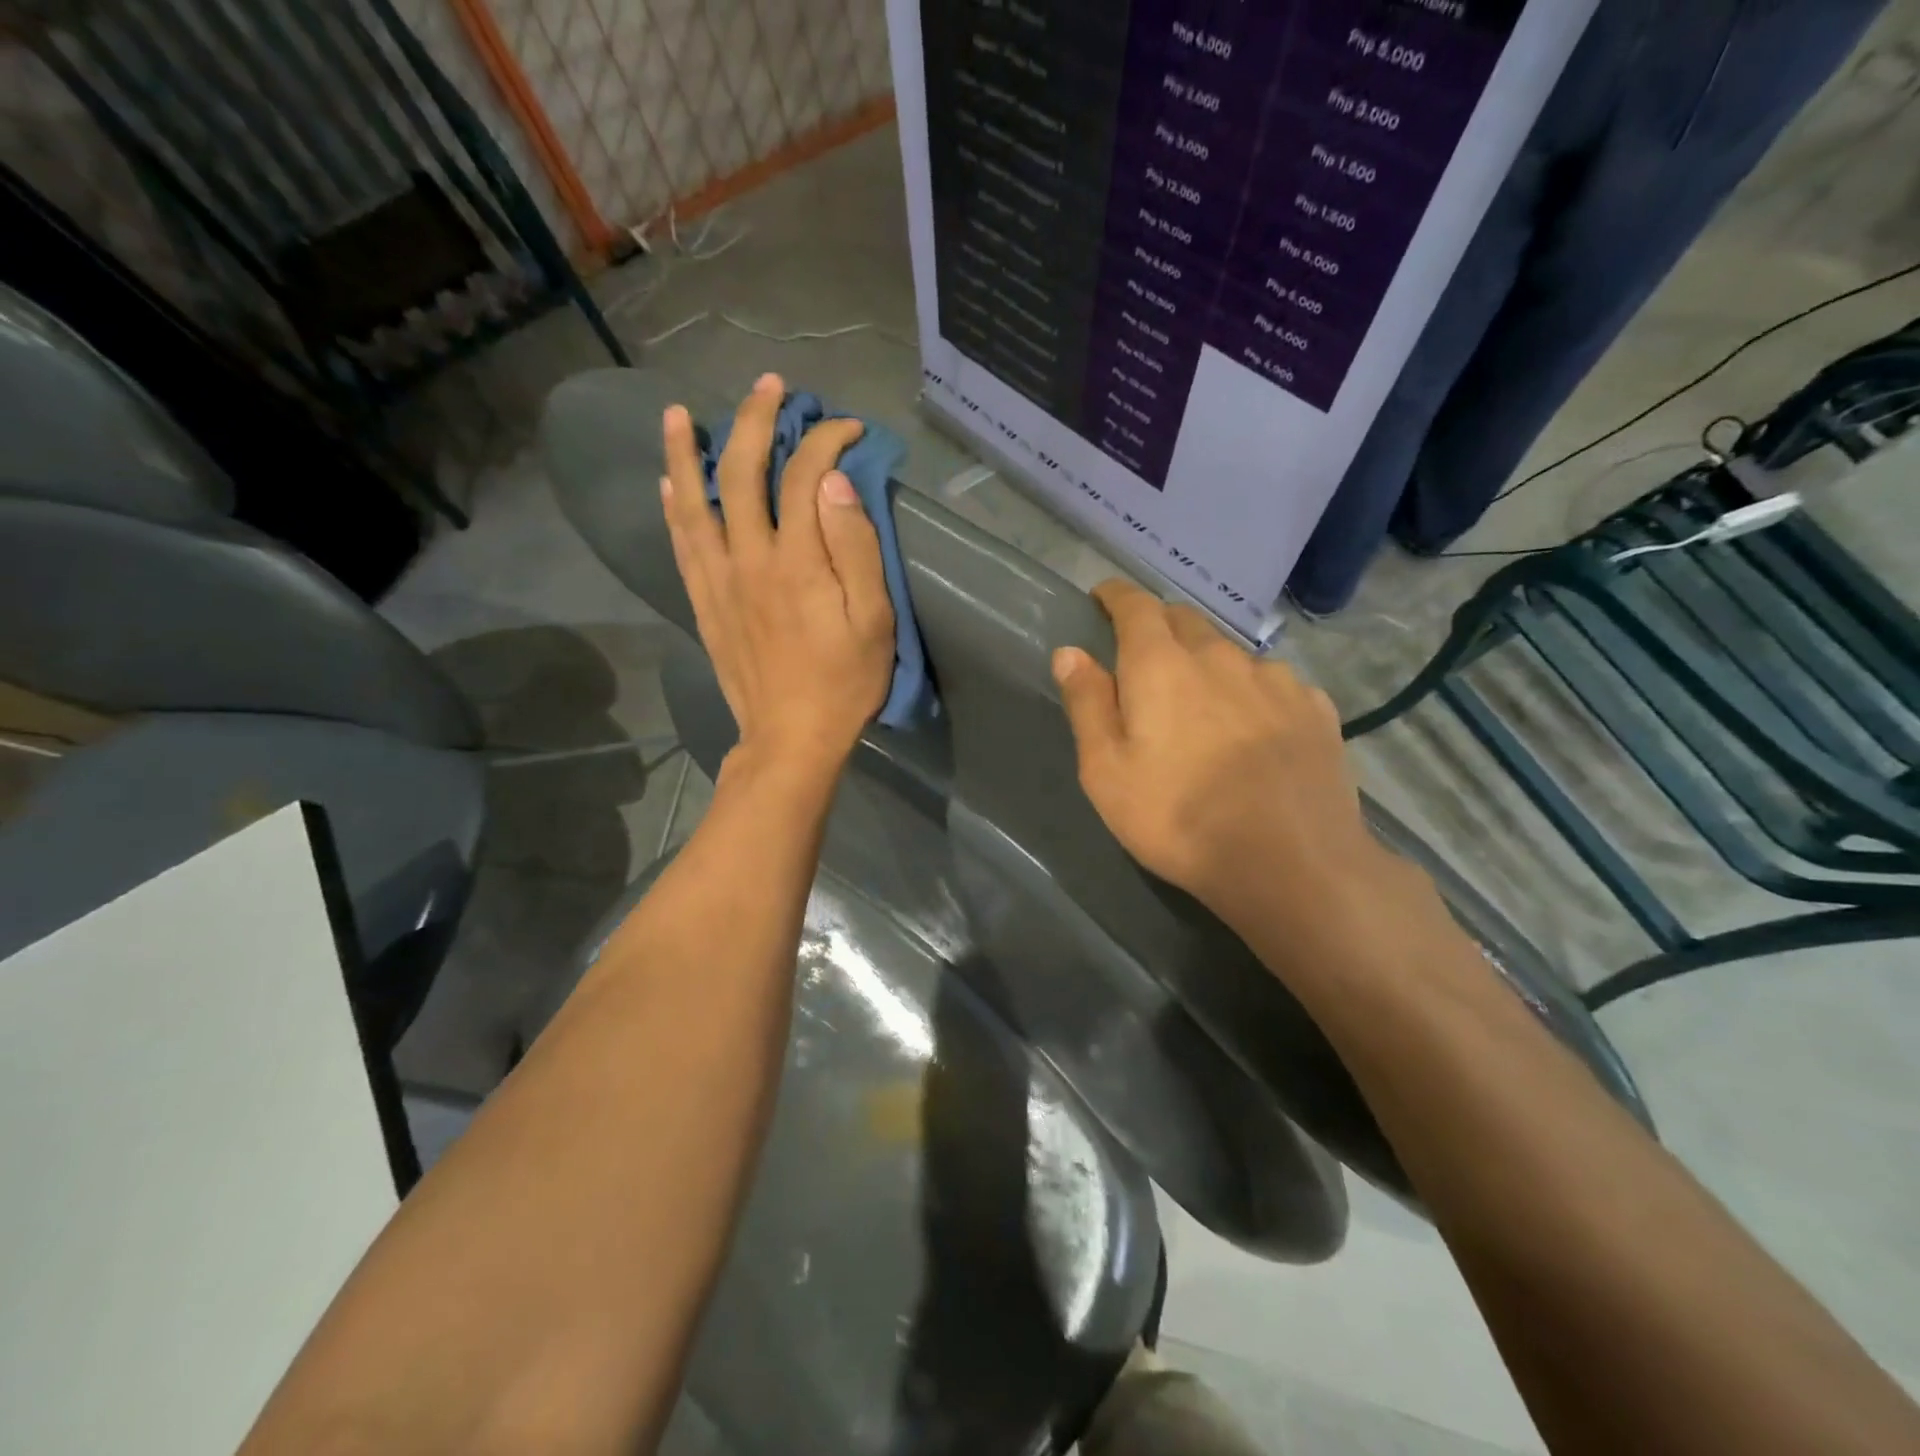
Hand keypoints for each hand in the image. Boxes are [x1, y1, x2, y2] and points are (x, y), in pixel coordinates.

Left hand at [661, 373, 894, 784]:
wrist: (790, 738)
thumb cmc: (844, 682)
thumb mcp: (873, 620)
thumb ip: (854, 547)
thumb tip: (832, 481)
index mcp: (796, 560)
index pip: (802, 475)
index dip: (824, 440)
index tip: (847, 427)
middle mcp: (748, 558)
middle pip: (741, 471)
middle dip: (756, 419)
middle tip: (770, 386)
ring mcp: (718, 580)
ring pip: (693, 501)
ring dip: (686, 453)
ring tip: (680, 415)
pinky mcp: (704, 603)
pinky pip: (681, 544)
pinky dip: (673, 508)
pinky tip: (667, 485)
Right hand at [1052, 579, 1398, 934]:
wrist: (1291, 864)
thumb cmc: (1178, 819)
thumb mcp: (1106, 771)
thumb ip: (1087, 704)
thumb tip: (1069, 652)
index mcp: (1161, 665)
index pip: (1135, 606)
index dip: (1115, 596)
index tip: (1102, 598)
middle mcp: (1220, 656)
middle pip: (1184, 620)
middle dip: (1158, 627)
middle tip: (1144, 660)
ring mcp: (1276, 679)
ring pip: (1231, 653)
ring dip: (1208, 663)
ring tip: (1203, 705)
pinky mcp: (1315, 708)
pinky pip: (1274, 683)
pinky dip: (1252, 692)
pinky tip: (1255, 730)